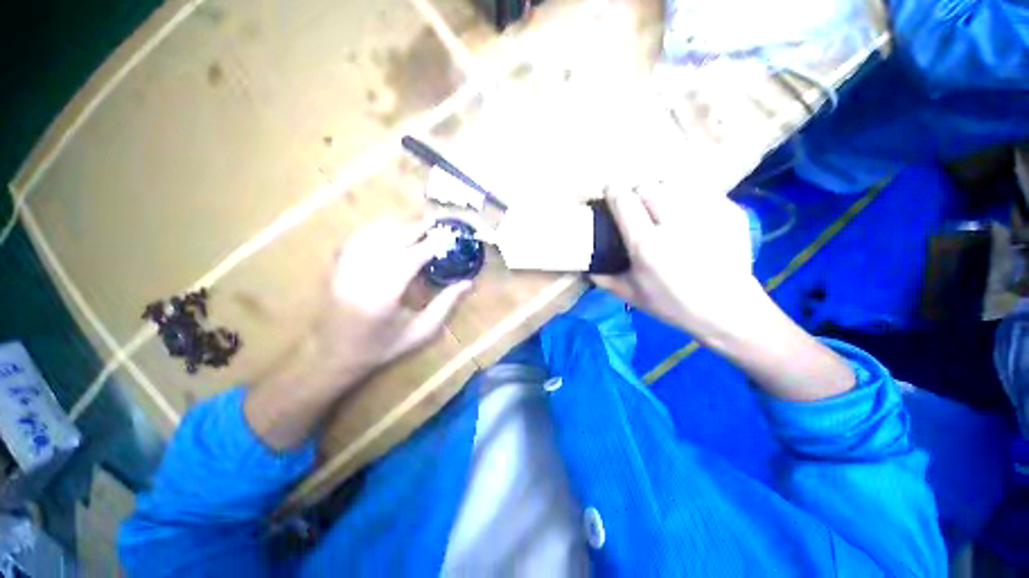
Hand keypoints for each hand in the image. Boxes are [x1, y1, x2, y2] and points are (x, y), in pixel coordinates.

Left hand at [316, 220, 471, 375]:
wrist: (335, 357)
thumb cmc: (383, 348)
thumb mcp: (421, 332)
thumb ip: (445, 305)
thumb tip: (467, 283)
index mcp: (384, 297)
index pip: (410, 260)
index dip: (430, 245)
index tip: (447, 235)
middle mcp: (361, 279)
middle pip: (390, 243)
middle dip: (413, 230)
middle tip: (433, 224)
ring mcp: (345, 272)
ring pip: (372, 237)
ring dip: (395, 227)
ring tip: (415, 224)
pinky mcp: (336, 270)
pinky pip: (355, 242)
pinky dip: (374, 231)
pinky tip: (387, 229)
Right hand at [593, 187, 762, 336]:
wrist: (727, 310)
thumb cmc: (673, 305)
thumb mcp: (630, 295)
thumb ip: (603, 278)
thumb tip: (585, 266)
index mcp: (646, 245)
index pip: (624, 202)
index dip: (614, 191)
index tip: (610, 190)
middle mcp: (674, 225)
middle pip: (649, 186)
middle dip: (638, 192)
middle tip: (638, 205)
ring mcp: (705, 215)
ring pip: (675, 184)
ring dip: (663, 192)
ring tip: (663, 207)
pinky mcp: (729, 212)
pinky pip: (700, 192)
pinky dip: (688, 198)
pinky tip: (689, 214)